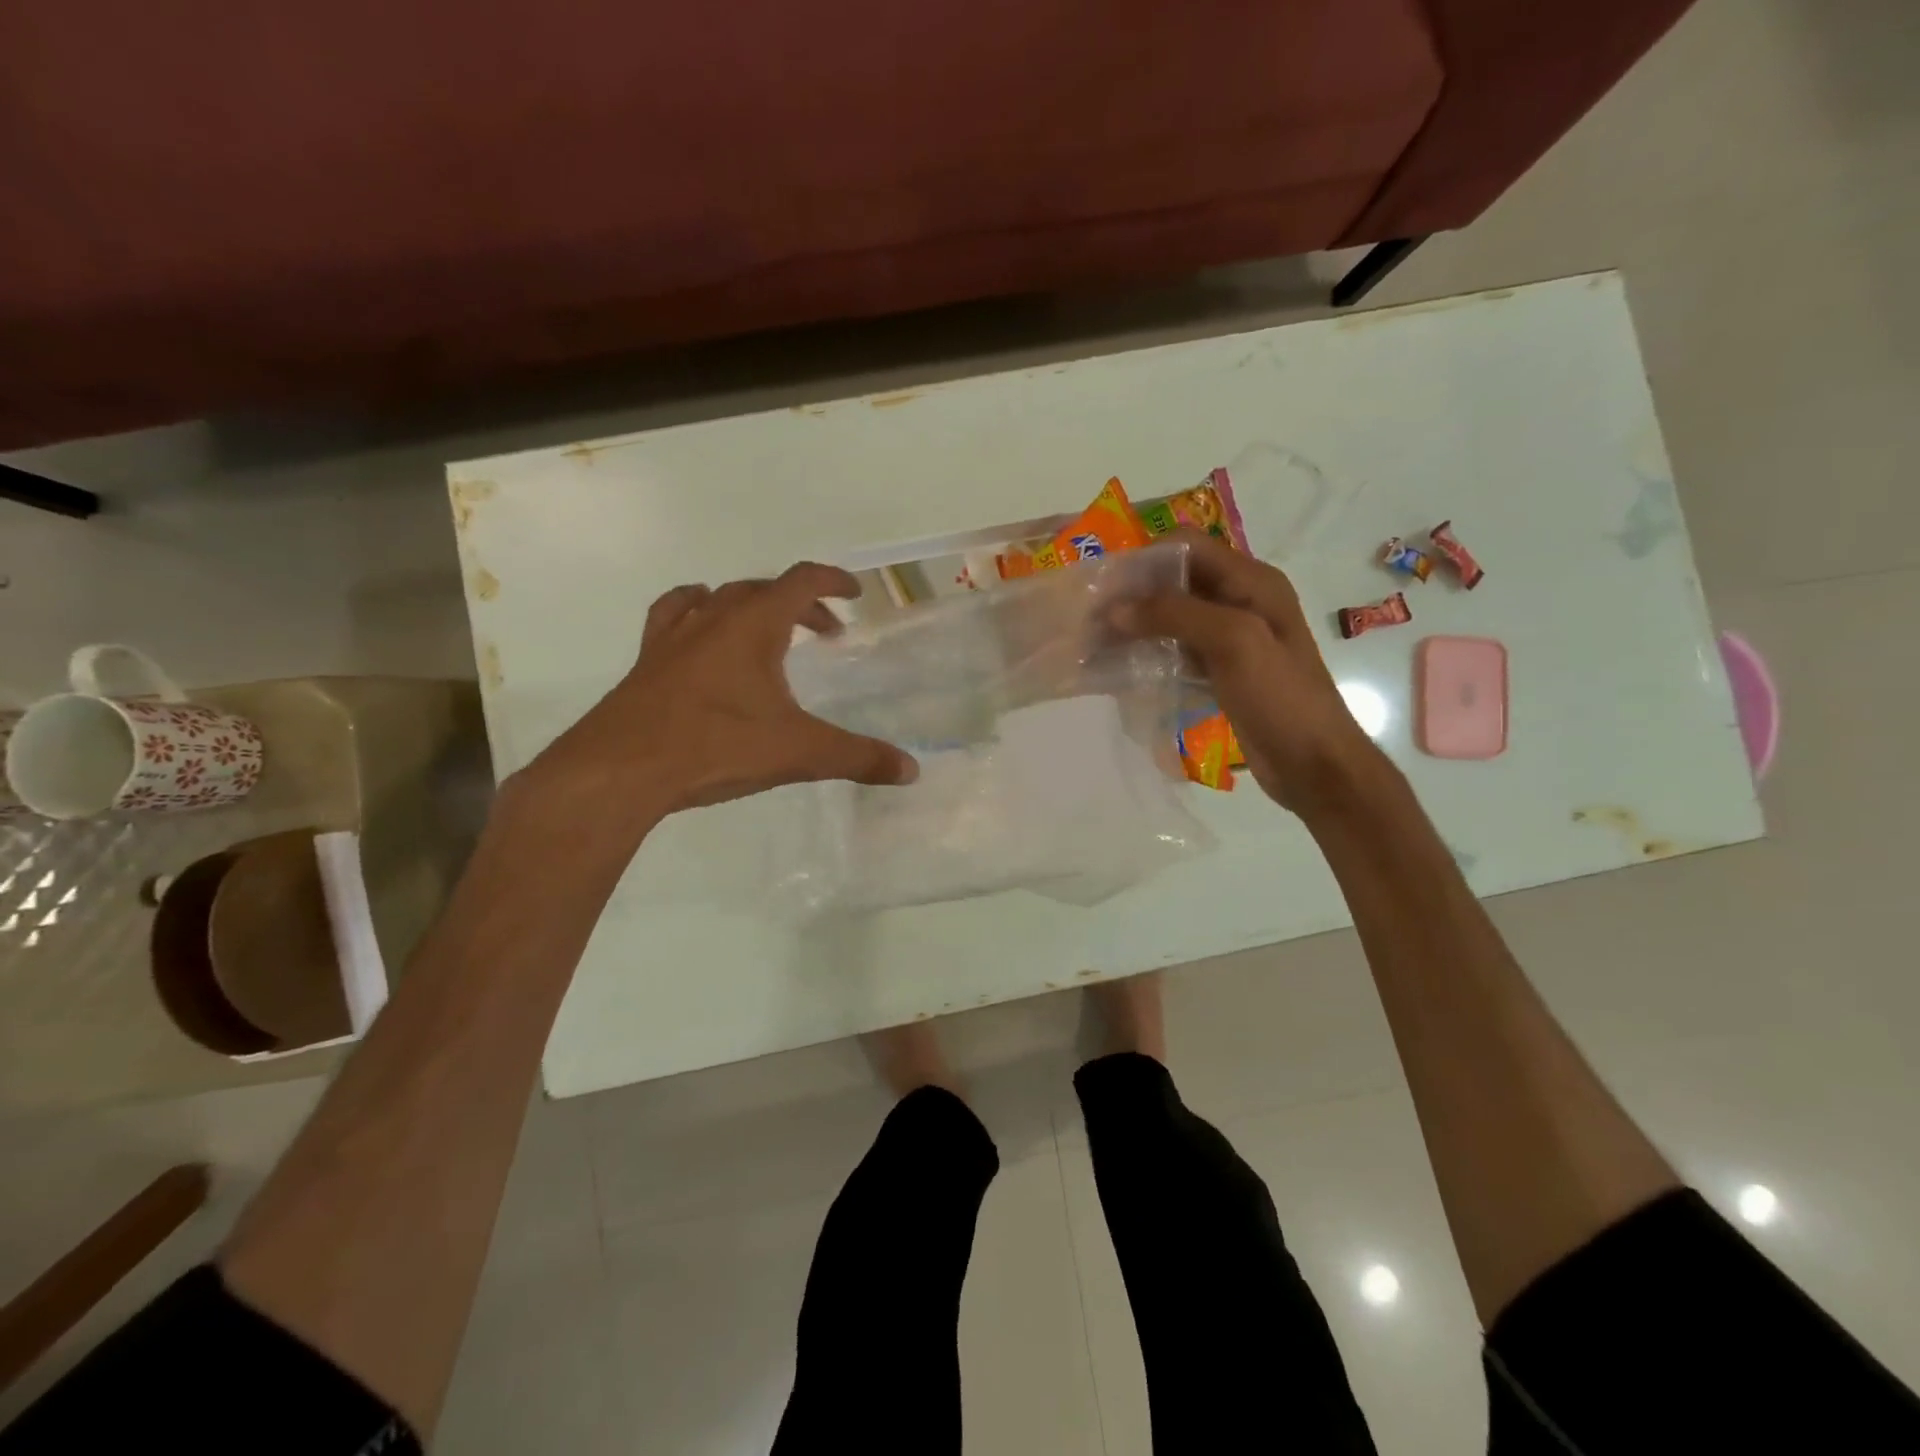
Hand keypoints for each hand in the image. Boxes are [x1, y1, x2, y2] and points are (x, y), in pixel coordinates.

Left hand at [520, 564, 917, 825]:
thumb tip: (912, 770)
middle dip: (800, 604)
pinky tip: (700, 637)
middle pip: (763, 589)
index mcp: (753, 625)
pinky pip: (673, 618)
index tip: (854, 592)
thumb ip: (858, 757)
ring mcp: (673, 637)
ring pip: (717, 598)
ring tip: (766, 630)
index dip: (832, 580)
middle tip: (824, 633)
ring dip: (750, 606)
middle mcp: (712, 617)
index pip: (800, 581)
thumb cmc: (716, 747)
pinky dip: (695, 615)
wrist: (622, 768)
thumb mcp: (799, 752)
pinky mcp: (647, 661)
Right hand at [1117, 530, 1381, 815]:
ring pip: (1173, 617)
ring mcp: (1231, 638)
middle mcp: (1241, 601)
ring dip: (1137, 626)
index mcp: (1253, 581)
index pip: (1187, 546)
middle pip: (1176, 581)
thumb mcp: (1235, 642)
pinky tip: (1121, 668)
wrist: (1313, 765)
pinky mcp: (1220, 670)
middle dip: (1133, 595)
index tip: (1106, 587)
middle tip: (1091, 619)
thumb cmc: (1281, 697)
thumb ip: (1176, 614)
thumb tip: (1116, 609)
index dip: (1145, 560)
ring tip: (1096, 643)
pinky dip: (1149, 653)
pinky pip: (1177, 650)